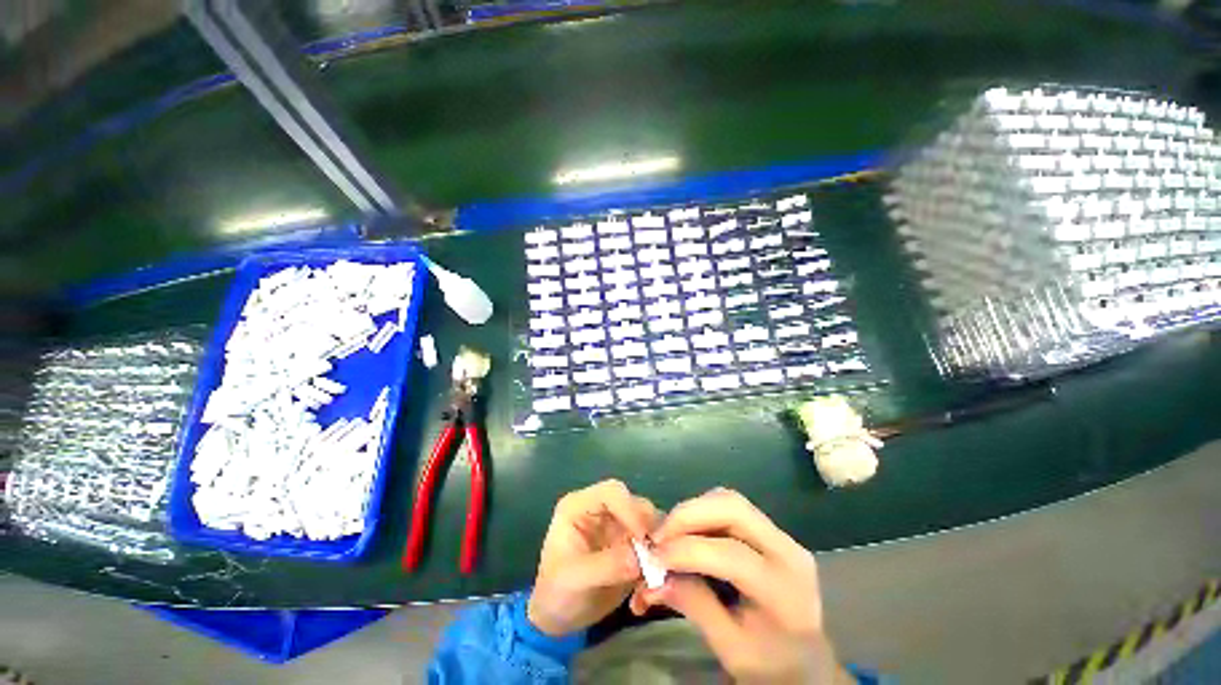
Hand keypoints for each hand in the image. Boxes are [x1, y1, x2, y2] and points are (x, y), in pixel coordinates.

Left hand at [527, 480, 658, 636]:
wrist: (558, 619)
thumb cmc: (556, 593)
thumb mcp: (575, 578)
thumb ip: (608, 565)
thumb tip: (642, 558)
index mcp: (580, 505)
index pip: (611, 492)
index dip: (630, 510)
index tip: (644, 539)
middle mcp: (601, 508)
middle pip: (635, 502)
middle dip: (649, 527)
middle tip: (658, 557)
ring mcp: (617, 524)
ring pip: (648, 521)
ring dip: (657, 544)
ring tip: (656, 572)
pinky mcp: (630, 542)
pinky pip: (653, 542)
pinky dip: (658, 559)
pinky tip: (652, 583)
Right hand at [634, 488, 852, 684]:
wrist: (810, 664)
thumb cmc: (772, 666)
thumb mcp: (731, 649)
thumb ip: (695, 606)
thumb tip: (656, 577)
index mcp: (783, 589)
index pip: (731, 554)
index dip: (687, 550)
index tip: (654, 556)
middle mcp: (787, 549)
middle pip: (732, 507)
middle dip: (688, 514)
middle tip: (660, 535)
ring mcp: (781, 535)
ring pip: (729, 500)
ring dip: (694, 510)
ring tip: (671, 534)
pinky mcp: (771, 531)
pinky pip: (731, 507)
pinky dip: (703, 513)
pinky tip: (689, 533)